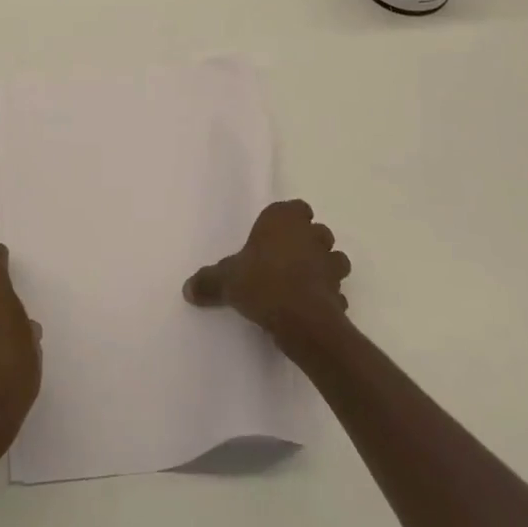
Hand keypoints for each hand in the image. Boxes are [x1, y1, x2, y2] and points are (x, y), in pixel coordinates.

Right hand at [183, 199, 351, 345]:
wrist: (301, 320)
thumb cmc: (261, 283)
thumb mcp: (226, 281)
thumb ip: (208, 282)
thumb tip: (187, 288)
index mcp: (284, 221)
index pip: (296, 207)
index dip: (289, 219)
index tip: (275, 233)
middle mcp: (311, 237)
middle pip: (317, 231)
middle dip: (308, 242)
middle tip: (285, 258)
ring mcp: (330, 265)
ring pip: (335, 258)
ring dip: (324, 267)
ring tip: (304, 281)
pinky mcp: (340, 293)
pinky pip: (335, 291)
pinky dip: (327, 297)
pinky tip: (311, 307)